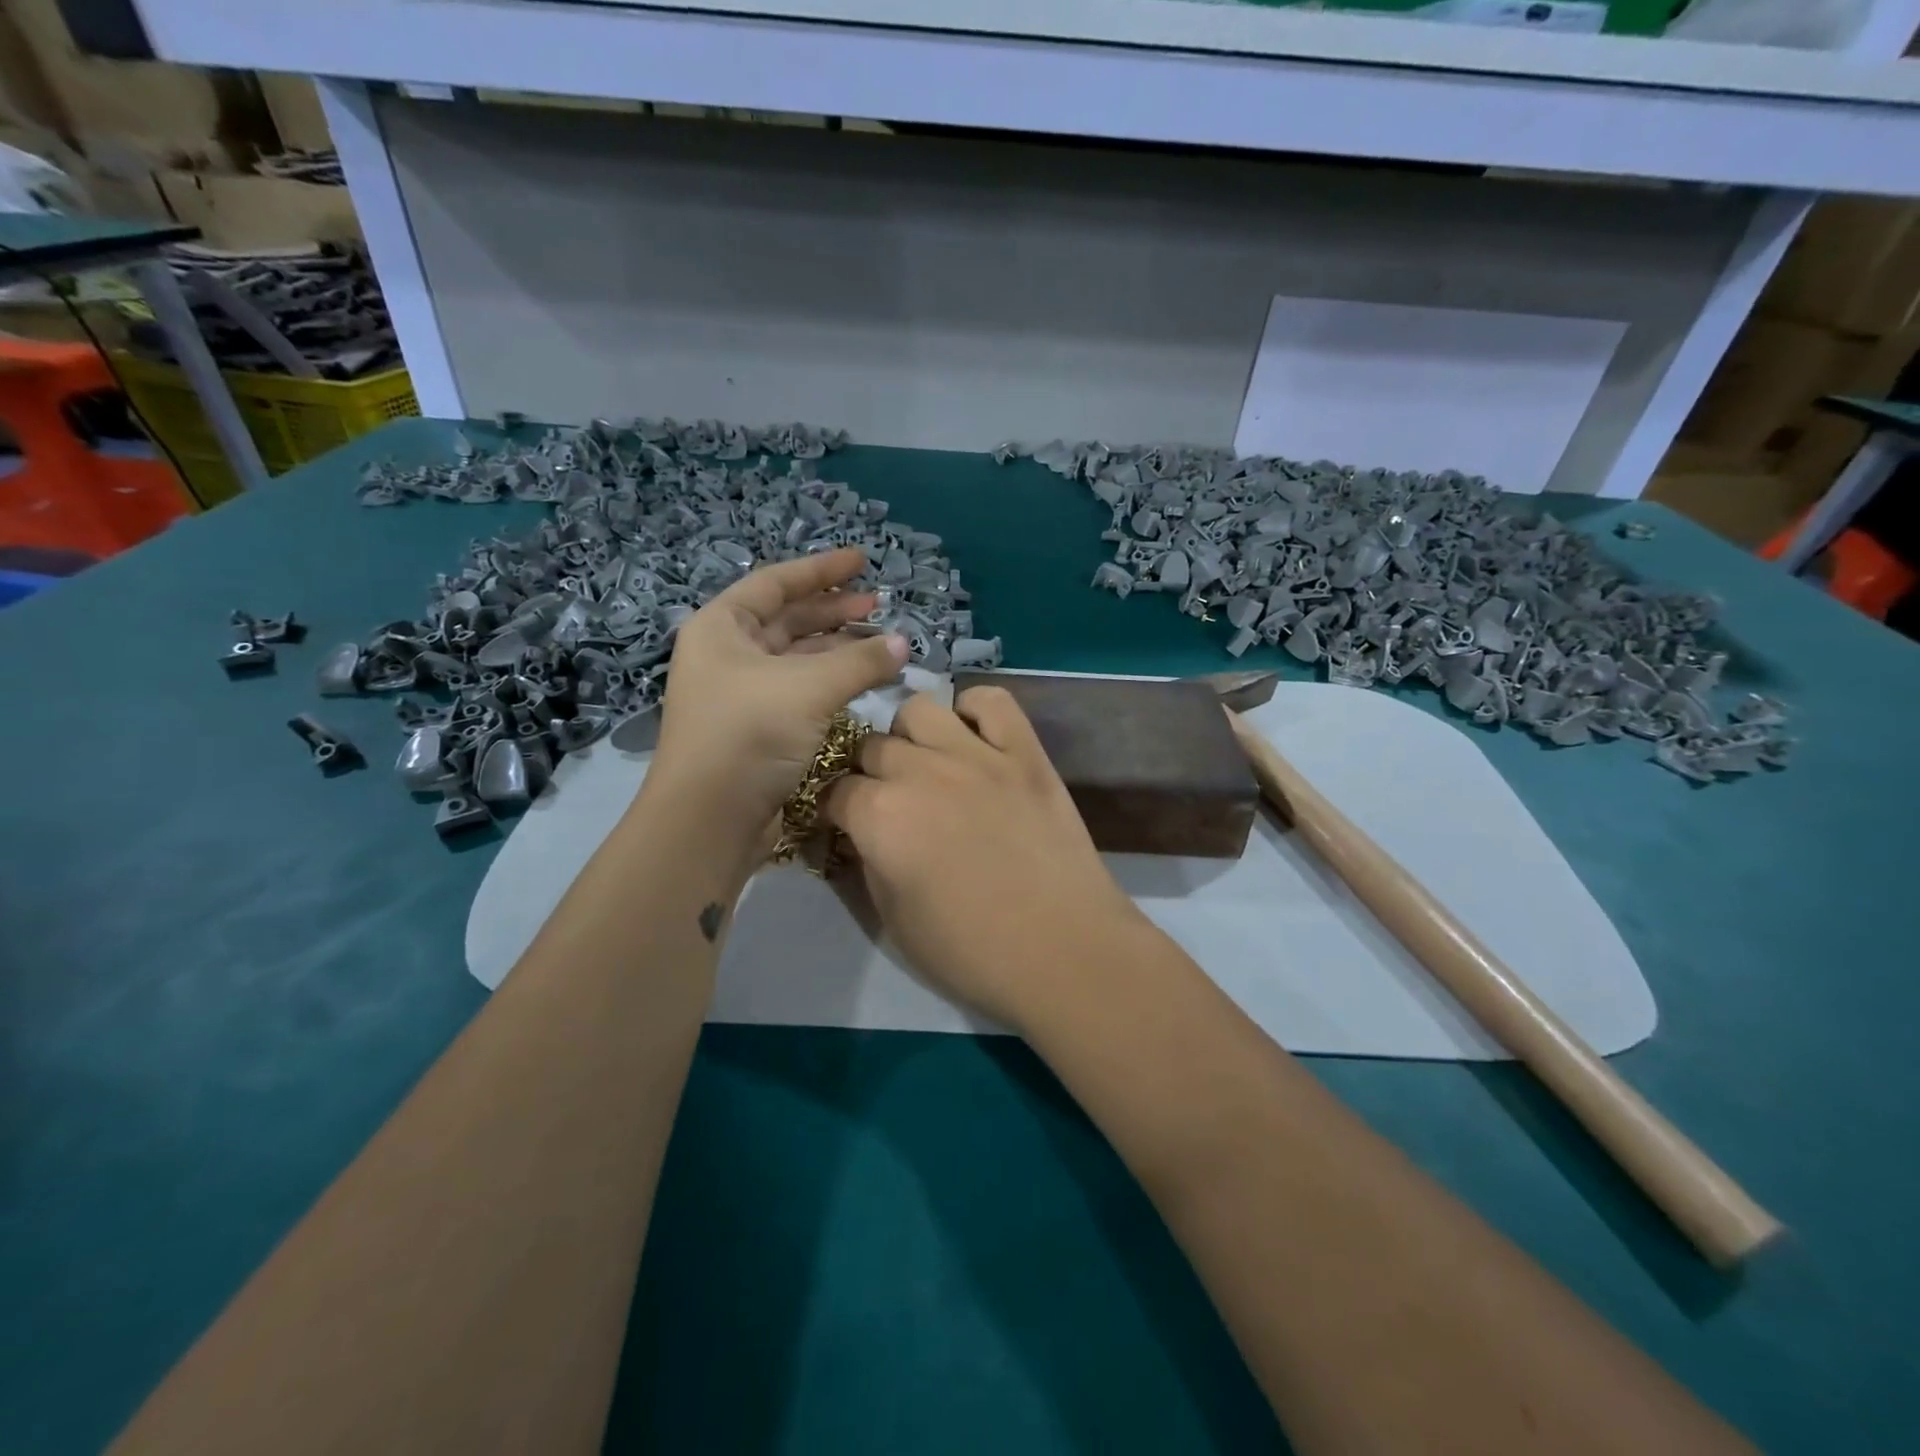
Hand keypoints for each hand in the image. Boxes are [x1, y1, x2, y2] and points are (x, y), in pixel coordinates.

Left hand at [651, 548, 908, 833]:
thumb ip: (861, 661)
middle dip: (834, 611)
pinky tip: (863, 682)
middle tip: (879, 604)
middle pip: (788, 620)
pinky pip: (801, 691)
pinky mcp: (758, 729)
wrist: (710, 819)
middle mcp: (727, 655)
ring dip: (838, 650)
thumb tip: (905, 644)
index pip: (776, 583)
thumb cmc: (750, 733)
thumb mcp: (810, 687)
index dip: (822, 569)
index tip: (864, 560)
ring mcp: (741, 694)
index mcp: (722, 627)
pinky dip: (832, 683)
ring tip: (883, 645)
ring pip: (798, 659)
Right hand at [824, 686, 1142, 1031]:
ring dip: (911, 735)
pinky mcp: (1025, 753)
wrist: (1064, 952)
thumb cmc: (972, 952)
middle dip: (868, 772)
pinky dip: (975, 711)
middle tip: (888, 801)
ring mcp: (977, 755)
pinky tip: (974, 739)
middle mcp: (920, 771)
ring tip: (926, 765)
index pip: (834, 791)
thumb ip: (868, 863)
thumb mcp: (894, 920)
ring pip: (920, 710)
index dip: (835, 810)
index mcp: (880, 817)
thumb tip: (861, 835)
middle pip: (871, 746)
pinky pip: (992, 701)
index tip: (846, 825)